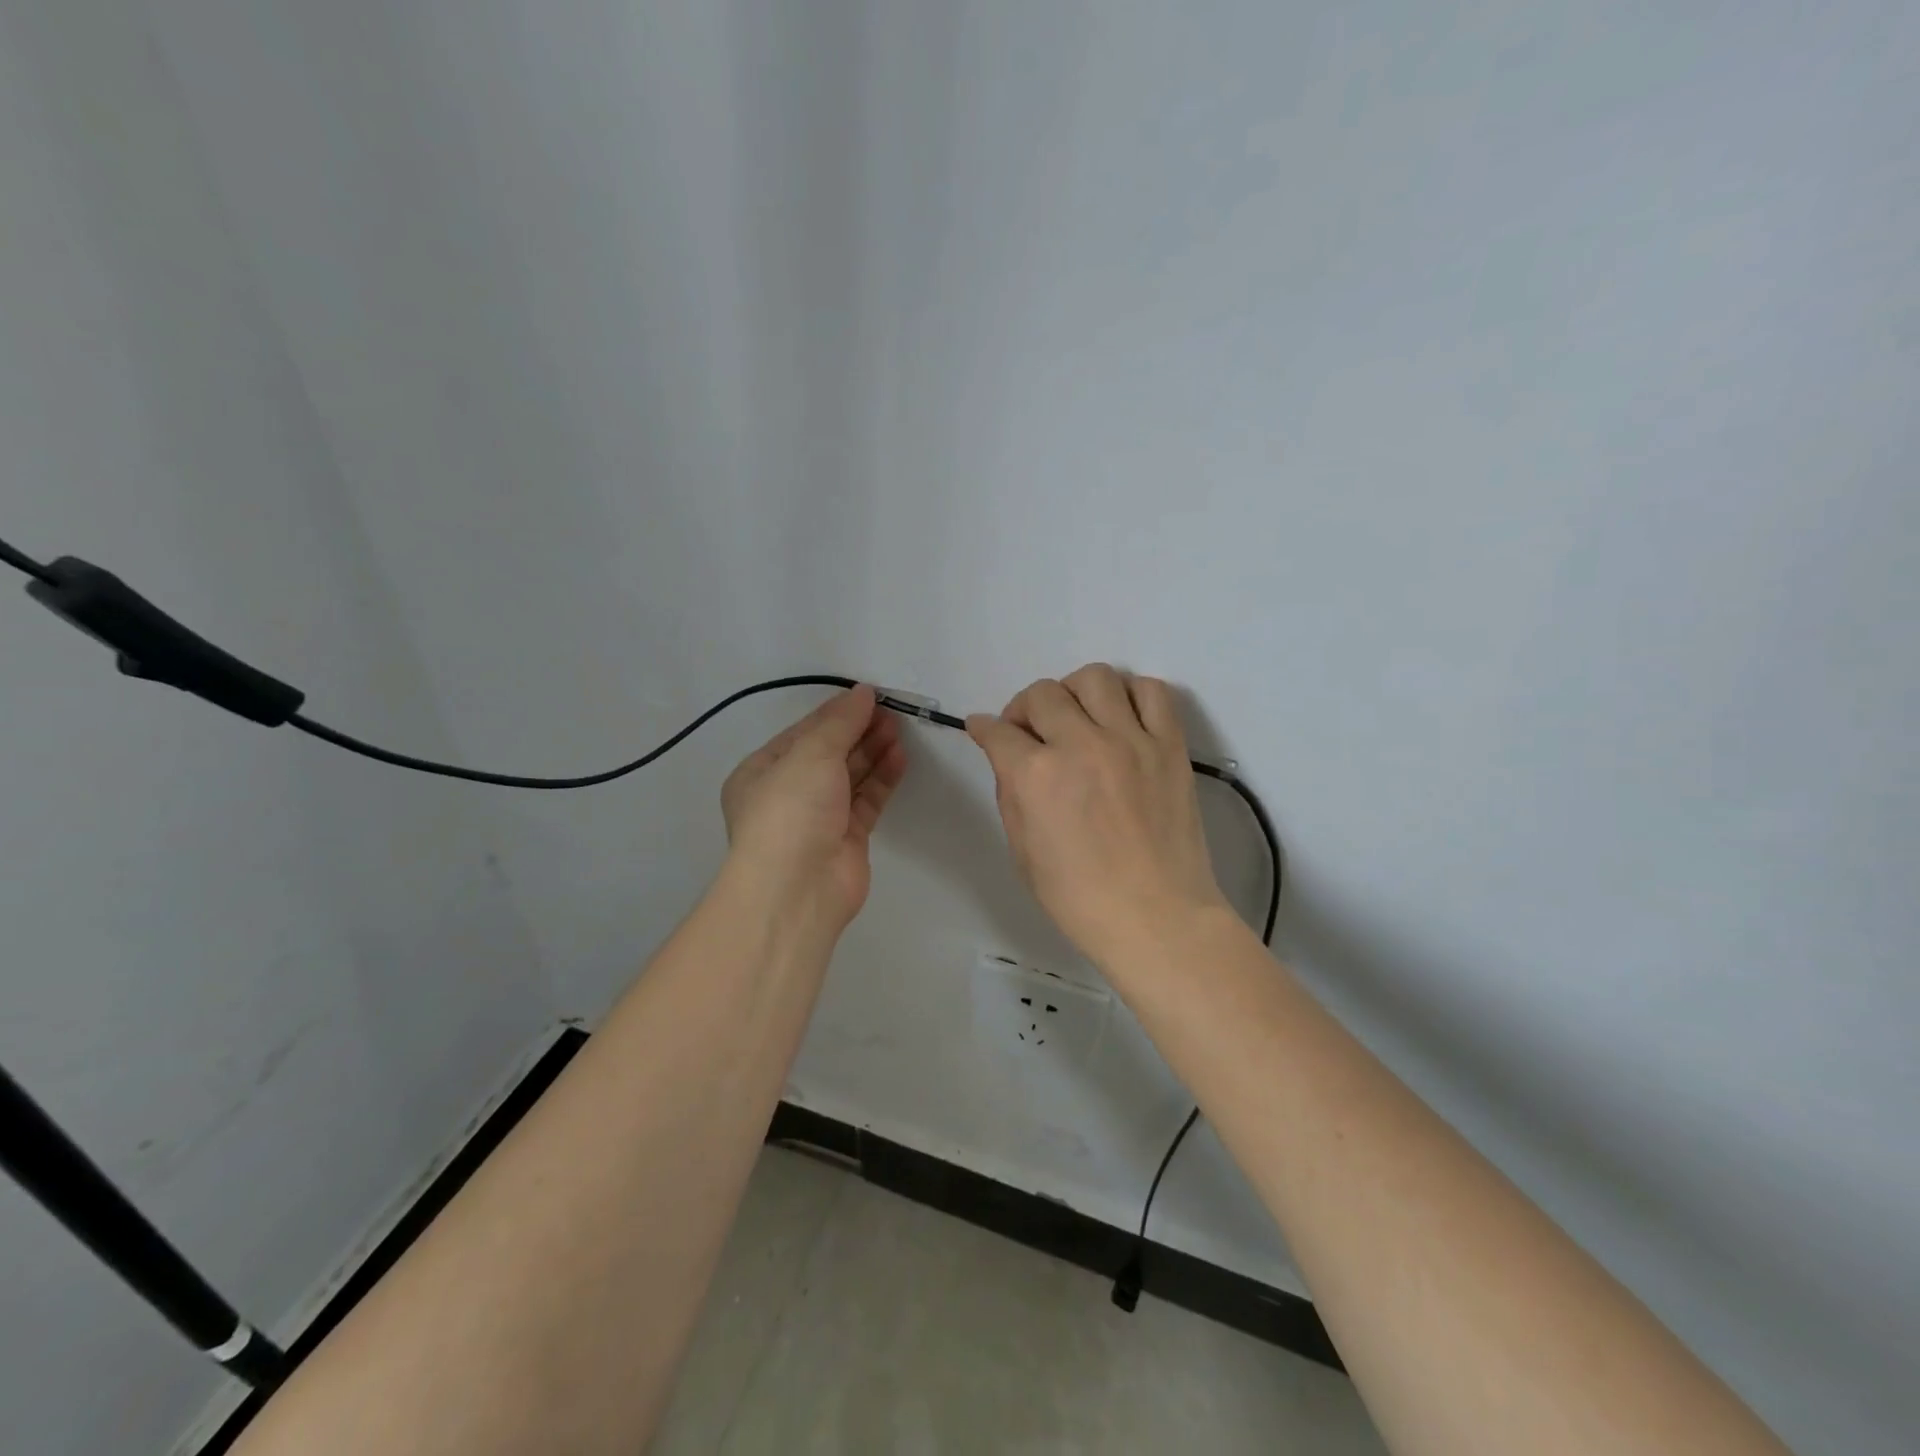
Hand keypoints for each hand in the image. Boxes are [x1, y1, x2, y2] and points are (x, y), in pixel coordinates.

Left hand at [720, 684, 907, 928]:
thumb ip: (840, 722)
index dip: (836, 713)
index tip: (869, 696)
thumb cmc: (791, 810)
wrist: (798, 888)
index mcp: (762, 771)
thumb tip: (862, 692)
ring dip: (872, 752)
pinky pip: (867, 800)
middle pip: (828, 753)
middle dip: (858, 731)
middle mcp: (788, 793)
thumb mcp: (811, 754)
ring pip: (850, 777)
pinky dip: (882, 779)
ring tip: (899, 729)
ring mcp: (818, 818)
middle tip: (890, 711)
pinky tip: (900, 757)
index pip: (803, 733)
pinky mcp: (847, 838)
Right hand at [966, 664, 1229, 968]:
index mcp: (1036, 776)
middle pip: (1042, 694)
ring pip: (1095, 677)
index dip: (984, 729)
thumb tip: (1006, 756)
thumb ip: (1011, 793)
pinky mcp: (1170, 746)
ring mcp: (1131, 740)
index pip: (998, 731)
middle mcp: (1081, 745)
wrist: (1156, 918)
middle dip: (1024, 710)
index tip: (984, 730)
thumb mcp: (1022, 851)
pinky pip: (1152, 691)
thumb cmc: (1079, 898)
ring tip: (1078, 718)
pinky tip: (1123, 719)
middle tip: (1031, 734)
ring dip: (1075, 692)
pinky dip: (1131, 695)